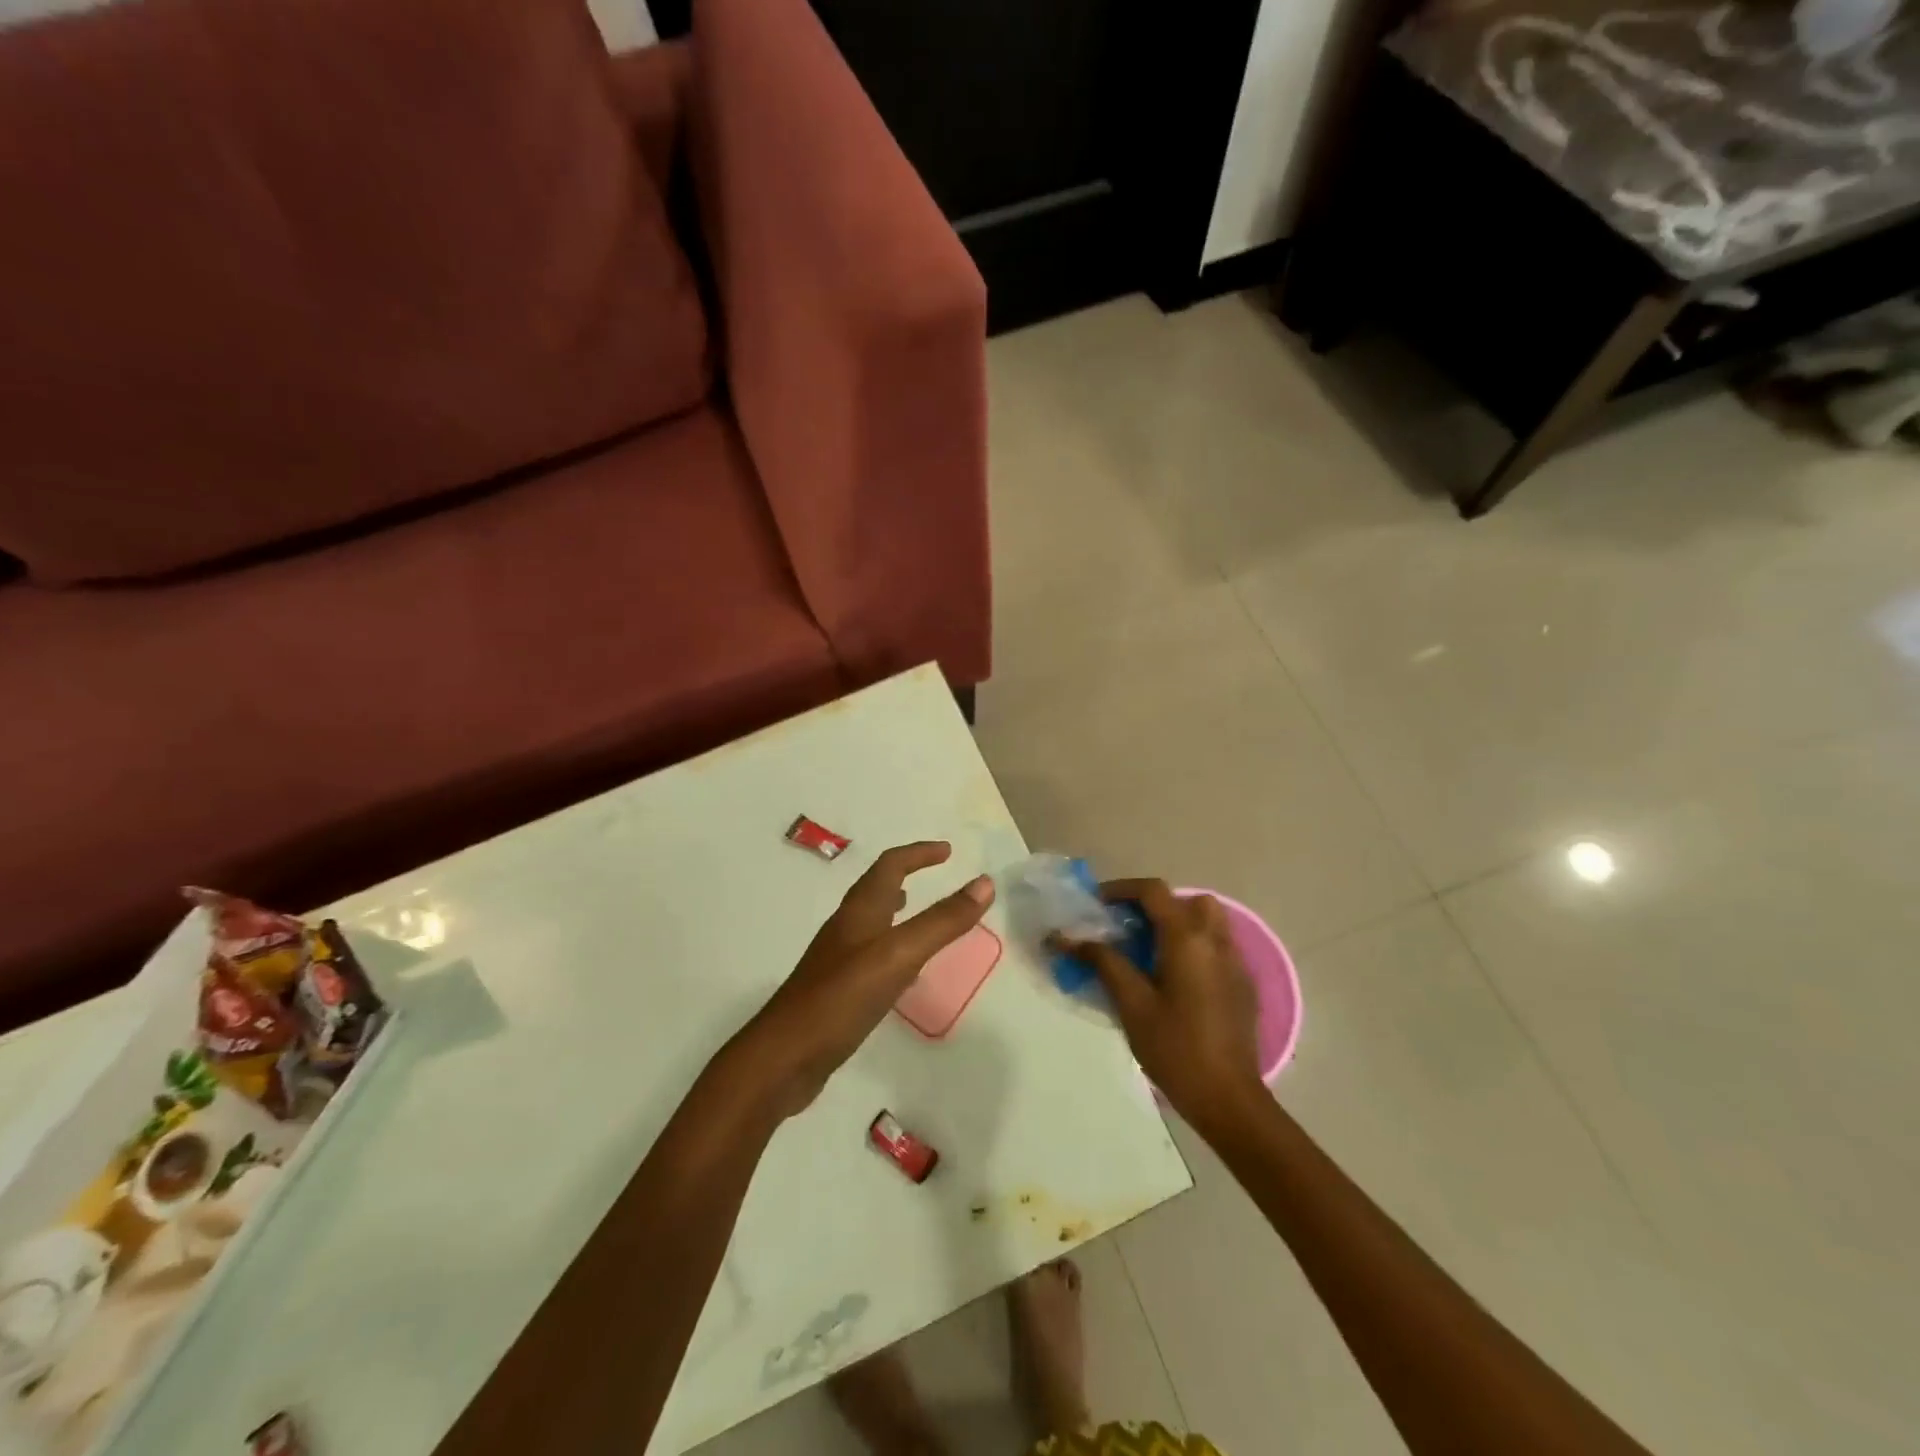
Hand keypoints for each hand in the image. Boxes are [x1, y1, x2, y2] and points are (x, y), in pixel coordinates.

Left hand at [733, 842, 993, 1117]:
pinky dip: (891, 949)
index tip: (947, 851)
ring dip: (895, 910)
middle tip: (936, 875)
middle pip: (876, 889)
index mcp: (859, 912)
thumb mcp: (899, 955)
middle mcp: (846, 929)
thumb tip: (984, 883)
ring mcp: (837, 961)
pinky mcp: (835, 992)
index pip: (890, 866)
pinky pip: (869, 957)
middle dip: (906, 875)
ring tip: (917, 913)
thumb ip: (942, 921)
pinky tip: (902, 974)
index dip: (918, 854)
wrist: (784, 1058)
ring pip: (871, 923)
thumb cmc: (841, 998)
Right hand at [1061, 879, 1263, 1131]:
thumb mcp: (1132, 1004)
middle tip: (1128, 927)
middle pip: (1187, 900)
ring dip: (1178, 923)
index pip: (1154, 891)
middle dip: (1155, 905)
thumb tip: (1066, 937)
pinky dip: (1194, 946)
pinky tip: (1175, 979)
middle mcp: (1216, 941)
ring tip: (1150, 951)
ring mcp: (1235, 963)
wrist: (1229, 1099)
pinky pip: (1217, 947)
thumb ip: (1103, 962)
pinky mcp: (1243, 985)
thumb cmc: (1175, 1049)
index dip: (1122, 890)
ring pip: (1208, 921)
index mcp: (1188, 939)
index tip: (1097, 905)